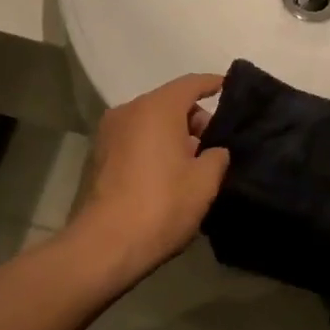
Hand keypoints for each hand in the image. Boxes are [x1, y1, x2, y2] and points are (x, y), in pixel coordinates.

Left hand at [72, 73, 228, 286]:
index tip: (230, 88)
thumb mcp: (205, 181)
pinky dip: (154, 146)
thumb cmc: (162, 204)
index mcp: (157, 108)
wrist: (106, 245)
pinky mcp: (99, 156)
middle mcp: (130, 111)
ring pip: (151, 121)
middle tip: (216, 143)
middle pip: (169, 102)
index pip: (191, 84)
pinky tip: (168, 173)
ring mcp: (110, 133)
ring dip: (173, 134)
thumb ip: (217, 156)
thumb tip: (214, 150)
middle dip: (194, 117)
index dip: (214, 84)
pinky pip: (135, 139)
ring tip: (194, 162)